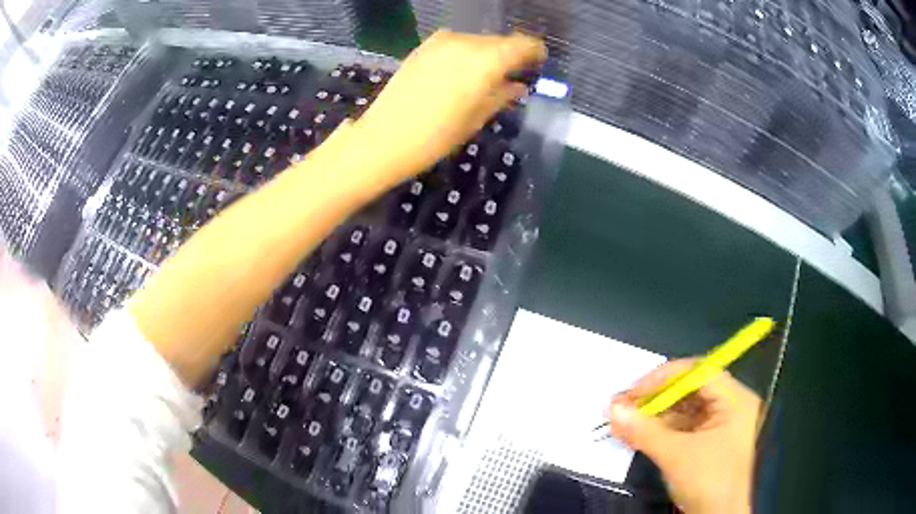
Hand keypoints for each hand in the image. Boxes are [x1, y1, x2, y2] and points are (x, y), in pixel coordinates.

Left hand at [353, 30, 545, 182]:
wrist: (382, 139)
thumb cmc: (435, 137)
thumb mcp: (476, 119)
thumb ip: (502, 95)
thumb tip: (517, 85)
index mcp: (485, 60)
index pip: (523, 44)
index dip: (535, 53)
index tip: (538, 65)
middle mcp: (465, 42)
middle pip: (499, 41)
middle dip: (510, 56)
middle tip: (512, 78)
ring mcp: (441, 42)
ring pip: (477, 42)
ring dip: (487, 56)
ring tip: (484, 81)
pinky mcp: (423, 48)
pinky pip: (456, 45)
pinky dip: (466, 56)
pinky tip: (460, 77)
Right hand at [607, 359, 760, 513]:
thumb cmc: (708, 482)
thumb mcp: (676, 455)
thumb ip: (644, 430)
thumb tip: (612, 408)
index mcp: (734, 399)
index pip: (698, 372)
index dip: (664, 378)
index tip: (633, 392)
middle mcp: (729, 405)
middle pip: (689, 390)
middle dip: (654, 399)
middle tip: (622, 406)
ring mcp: (718, 425)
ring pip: (682, 410)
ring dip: (652, 416)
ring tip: (621, 422)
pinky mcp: (706, 442)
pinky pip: (680, 427)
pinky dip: (657, 430)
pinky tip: (634, 434)